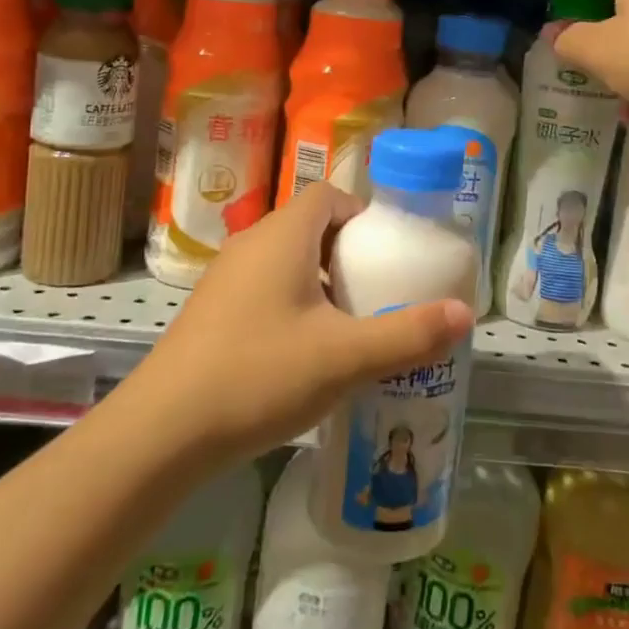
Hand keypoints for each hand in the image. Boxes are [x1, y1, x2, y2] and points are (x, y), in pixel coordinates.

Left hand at [129, 184, 473, 464]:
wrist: (162, 432)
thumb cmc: (259, 374)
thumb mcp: (345, 356)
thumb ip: (408, 334)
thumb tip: (467, 314)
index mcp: (283, 236)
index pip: (328, 195)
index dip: (361, 214)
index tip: (387, 252)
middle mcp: (251, 244)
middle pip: (308, 227)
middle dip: (346, 252)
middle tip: (376, 291)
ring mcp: (224, 279)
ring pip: (284, 261)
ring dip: (319, 282)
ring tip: (347, 326)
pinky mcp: (210, 313)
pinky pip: (263, 289)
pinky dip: (291, 305)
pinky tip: (303, 355)